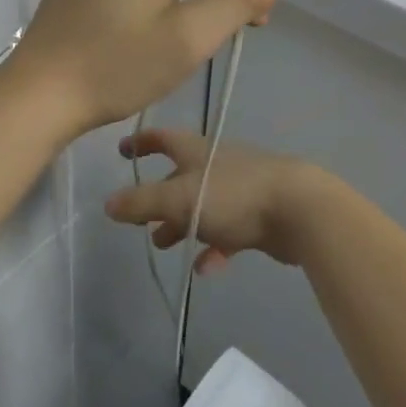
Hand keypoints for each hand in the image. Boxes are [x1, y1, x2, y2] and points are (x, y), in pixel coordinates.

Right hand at [103, 127, 329, 271]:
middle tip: (140, 217)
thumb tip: (108, 204)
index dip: (141, 142)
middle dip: (159, 195)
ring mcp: (239, 189)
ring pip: (202, 205)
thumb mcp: (180, 198)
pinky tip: (205, 268)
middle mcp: (216, 163)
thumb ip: (142, 202)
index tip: (122, 149)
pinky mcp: (257, 215)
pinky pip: (228, 231)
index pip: (163, 138)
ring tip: (164, 245)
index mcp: (197, 150)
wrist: (298, 209)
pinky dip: (214, 246)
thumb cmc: (233, 194)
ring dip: (182, 223)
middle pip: (180, 175)